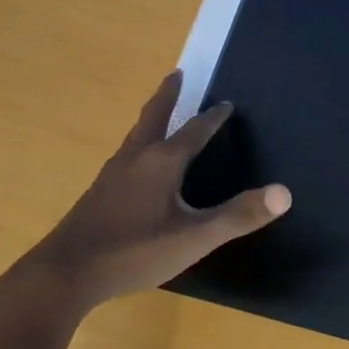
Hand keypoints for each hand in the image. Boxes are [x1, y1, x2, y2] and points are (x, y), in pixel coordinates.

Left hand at [2, 71, 290, 317]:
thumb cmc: (134, 251)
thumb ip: (238, 216)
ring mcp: (111, 175)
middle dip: (168, 95)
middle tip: (177, 73)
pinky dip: (138, 144)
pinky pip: (125, 156)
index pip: (194, 130)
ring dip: (151, 118)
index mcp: (161, 162)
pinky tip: (135, 165)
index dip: (213, 117)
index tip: (227, 103)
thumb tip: (285, 193)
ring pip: (136, 136)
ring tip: (158, 114)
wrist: (64, 275)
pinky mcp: (97, 194)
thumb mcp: (194, 237)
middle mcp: (135, 158)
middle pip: (154, 117)